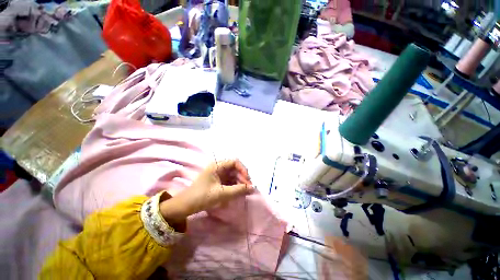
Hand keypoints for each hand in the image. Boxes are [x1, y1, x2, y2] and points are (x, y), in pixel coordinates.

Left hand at [159, 159, 253, 223]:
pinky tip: (238, 192)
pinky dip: (235, 186)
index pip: (234, 162)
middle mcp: (218, 168)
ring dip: (239, 182)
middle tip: (248, 188)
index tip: (247, 180)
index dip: (243, 169)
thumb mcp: (221, 194)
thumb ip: (238, 190)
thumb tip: (253, 188)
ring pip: (233, 175)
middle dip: (242, 177)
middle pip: (235, 169)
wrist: (185, 206)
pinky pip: (229, 181)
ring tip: (244, 192)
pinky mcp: (218, 181)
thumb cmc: (201, 197)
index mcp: (217, 166)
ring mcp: (218, 175)